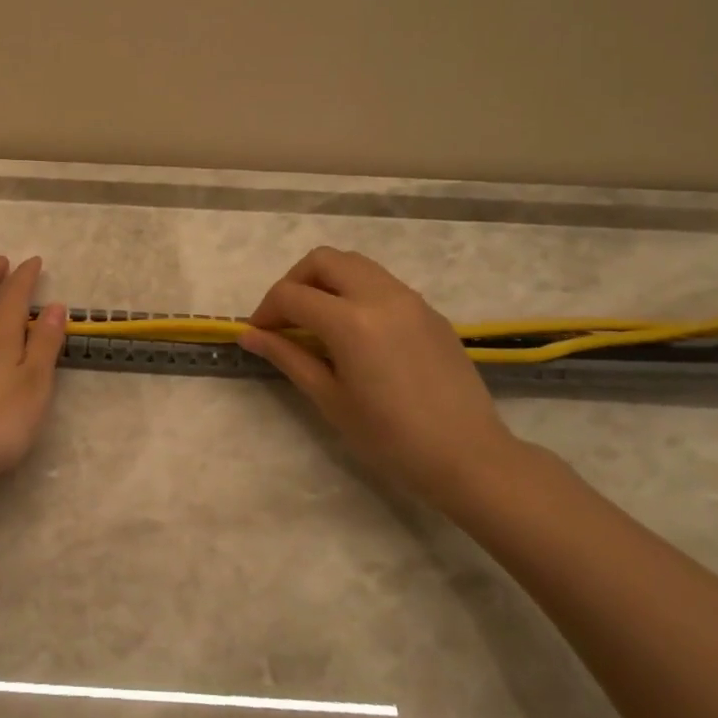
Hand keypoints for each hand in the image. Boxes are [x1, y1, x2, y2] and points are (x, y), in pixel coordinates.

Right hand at [238, 247, 524, 511]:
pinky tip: (355, 332)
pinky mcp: (429, 311)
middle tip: (285, 319)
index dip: (266, 311)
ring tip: (317, 321)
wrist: (468, 457)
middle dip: (294, 282)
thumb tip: (249, 335)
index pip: (292, 295)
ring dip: (326, 281)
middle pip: (323, 260)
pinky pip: (382, 283)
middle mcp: (380, 296)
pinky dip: (355, 292)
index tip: (258, 335)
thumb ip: (287, 357)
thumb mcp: (329, 398)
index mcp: (351, 321)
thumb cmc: (390, 437)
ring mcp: (410, 299)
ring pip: (355, 264)